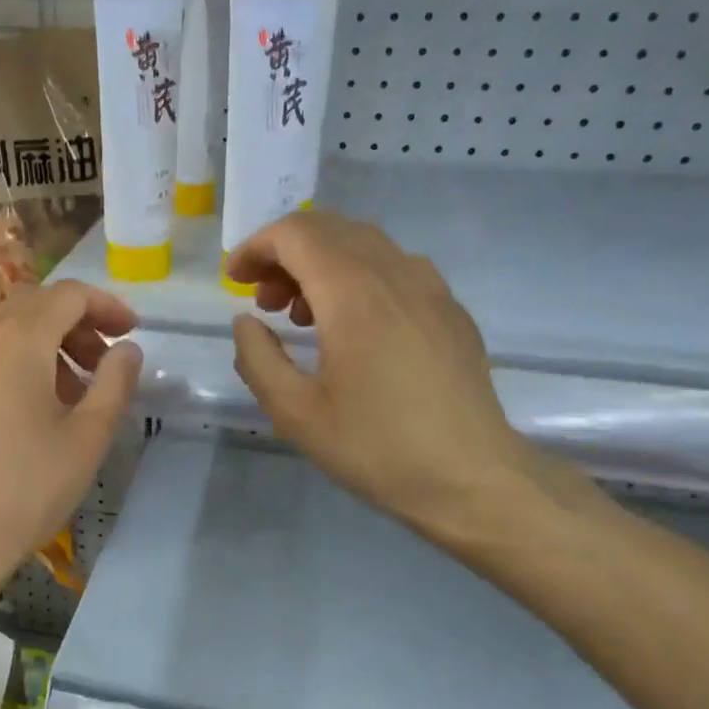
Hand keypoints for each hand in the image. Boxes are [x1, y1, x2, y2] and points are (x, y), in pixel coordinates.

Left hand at [0, 280, 141, 605]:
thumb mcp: (88, 437)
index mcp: (19, 341)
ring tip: (66, 393)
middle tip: (101, 363)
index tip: (131, 332)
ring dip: (41, 345)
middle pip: (33, 306)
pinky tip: (20, 412)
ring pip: (2, 332)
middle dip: (74, 324)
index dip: (106, 305)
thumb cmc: (27, 489)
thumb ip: (115, 382)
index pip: (68, 294)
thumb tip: (127, 349)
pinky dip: (9, 365)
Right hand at [226, 211, 548, 544]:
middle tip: (264, 301)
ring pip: (365, 244)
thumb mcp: (295, 412)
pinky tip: (353, 325)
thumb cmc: (376, 447)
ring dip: (321, 262)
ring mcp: (430, 289)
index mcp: (353, 295)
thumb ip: (257, 358)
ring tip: (303, 317)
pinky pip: (395, 267)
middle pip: (330, 229)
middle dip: (285, 253)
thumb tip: (246, 322)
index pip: (296, 234)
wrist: (473, 479)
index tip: (235, 281)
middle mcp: (395, 275)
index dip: (256, 247)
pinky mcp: (450, 310)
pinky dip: (358, 276)